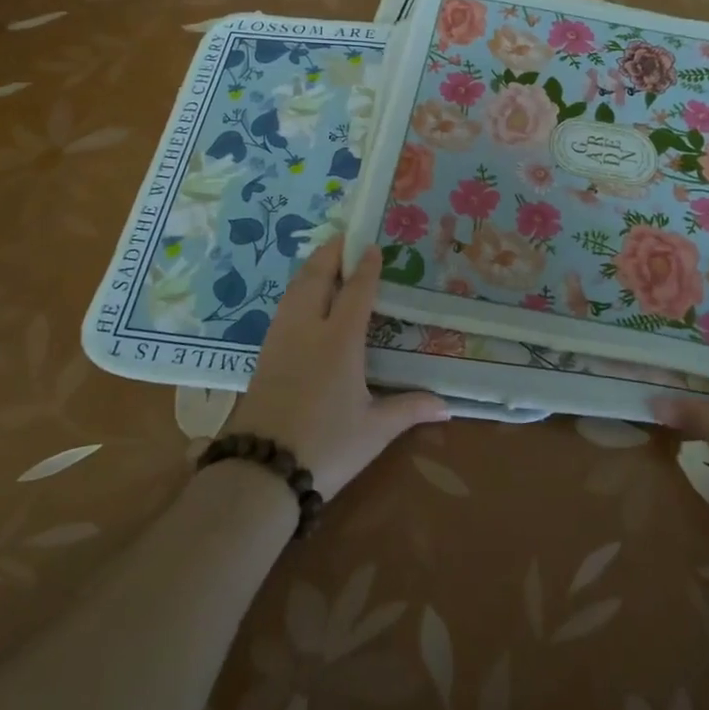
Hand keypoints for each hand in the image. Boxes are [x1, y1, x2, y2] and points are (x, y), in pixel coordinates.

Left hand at [226, 240, 449, 496]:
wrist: (261, 471)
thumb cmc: (326, 446)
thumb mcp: (374, 430)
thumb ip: (409, 409)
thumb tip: (447, 407)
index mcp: (339, 341)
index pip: (356, 291)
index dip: (365, 267)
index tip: (372, 246)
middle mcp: (308, 329)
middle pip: (316, 278)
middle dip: (330, 254)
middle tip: (343, 237)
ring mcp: (280, 340)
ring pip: (294, 290)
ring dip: (310, 269)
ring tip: (323, 261)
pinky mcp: (263, 355)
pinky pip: (283, 308)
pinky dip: (296, 291)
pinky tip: (301, 300)